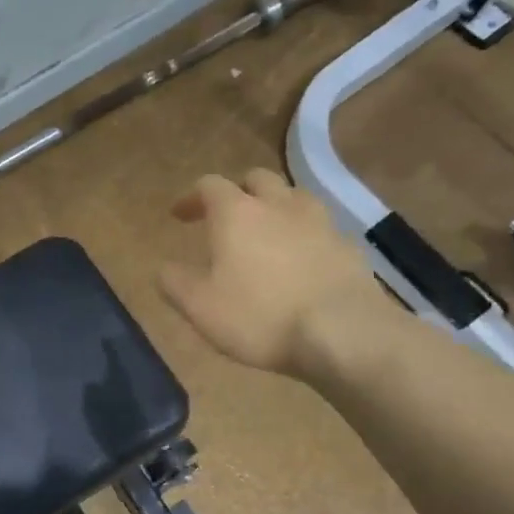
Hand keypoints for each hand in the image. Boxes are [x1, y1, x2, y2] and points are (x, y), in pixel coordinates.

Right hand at [159, 169, 390, 378]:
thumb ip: (175, 283)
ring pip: (294, 197)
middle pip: (257, 179)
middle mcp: (279, 205)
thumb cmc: (260, 316)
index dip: (192, 197)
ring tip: (267, 233)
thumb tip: (164, 268)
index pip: (209, 185)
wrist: (344, 334)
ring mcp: (320, 222)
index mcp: (237, 213)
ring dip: (276, 207)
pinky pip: (321, 228)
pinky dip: (305, 235)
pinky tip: (302, 262)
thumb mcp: (200, 308)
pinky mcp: (349, 246)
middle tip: (227, 217)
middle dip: (238, 192)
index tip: (180, 216)